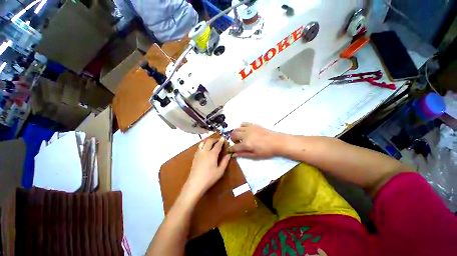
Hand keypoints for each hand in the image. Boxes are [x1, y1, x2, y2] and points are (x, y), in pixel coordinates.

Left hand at [186, 137, 230, 196]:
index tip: (224, 138)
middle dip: (215, 139)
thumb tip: (229, 154)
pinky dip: (203, 144)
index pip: (218, 145)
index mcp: (212, 154)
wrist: (195, 183)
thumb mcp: (220, 171)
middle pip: (209, 141)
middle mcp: (205, 151)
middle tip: (219, 141)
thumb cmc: (209, 178)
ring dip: (208, 141)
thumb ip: (225, 161)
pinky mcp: (195, 156)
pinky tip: (205, 148)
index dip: (221, 141)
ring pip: (203, 142)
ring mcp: (199, 153)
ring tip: (212, 143)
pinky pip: (199, 146)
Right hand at [228, 123, 283, 158]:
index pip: (233, 146)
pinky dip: (241, 127)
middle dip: (232, 139)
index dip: (230, 149)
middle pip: (233, 135)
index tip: (229, 150)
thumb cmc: (266, 151)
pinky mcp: (253, 125)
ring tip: (240, 137)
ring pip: (236, 128)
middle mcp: (245, 135)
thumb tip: (233, 155)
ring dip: (235, 133)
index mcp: (246, 144)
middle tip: (237, 143)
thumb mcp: (255, 156)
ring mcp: (248, 128)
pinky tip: (244, 130)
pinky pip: (243, 123)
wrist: (277, 142)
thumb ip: (243, 154)